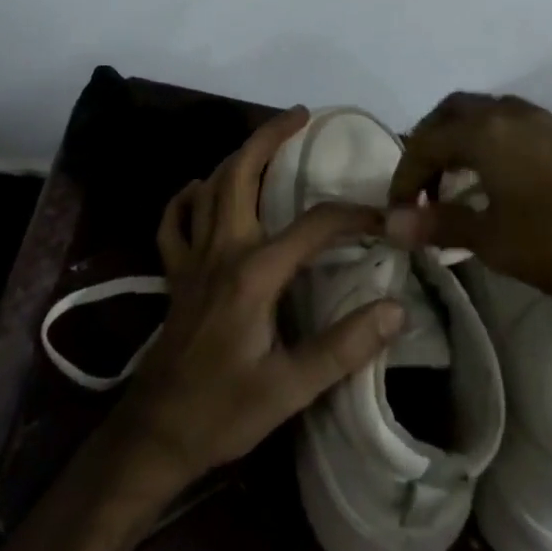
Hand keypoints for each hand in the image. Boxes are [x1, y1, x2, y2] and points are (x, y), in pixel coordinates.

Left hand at [110, 108, 406, 487]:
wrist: (156, 433)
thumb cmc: (224, 412)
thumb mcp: (290, 388)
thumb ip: (344, 346)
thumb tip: (396, 307)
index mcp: (253, 273)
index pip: (313, 226)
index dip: (353, 216)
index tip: (385, 220)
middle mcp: (221, 251)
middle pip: (241, 175)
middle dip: (270, 138)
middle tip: (301, 117)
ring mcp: (192, 259)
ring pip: (209, 188)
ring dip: (237, 159)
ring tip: (265, 145)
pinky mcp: (176, 274)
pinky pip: (174, 222)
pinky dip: (187, 198)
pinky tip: (200, 190)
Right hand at [384, 92, 551, 306]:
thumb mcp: (494, 241)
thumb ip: (440, 224)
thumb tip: (390, 225)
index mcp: (485, 133)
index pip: (425, 142)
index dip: (404, 177)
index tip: (399, 213)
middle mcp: (511, 114)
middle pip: (453, 112)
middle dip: (429, 144)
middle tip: (423, 184)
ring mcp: (547, 121)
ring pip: (489, 113)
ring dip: (464, 139)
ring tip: (460, 179)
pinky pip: (520, 127)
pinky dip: (498, 144)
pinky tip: (510, 179)